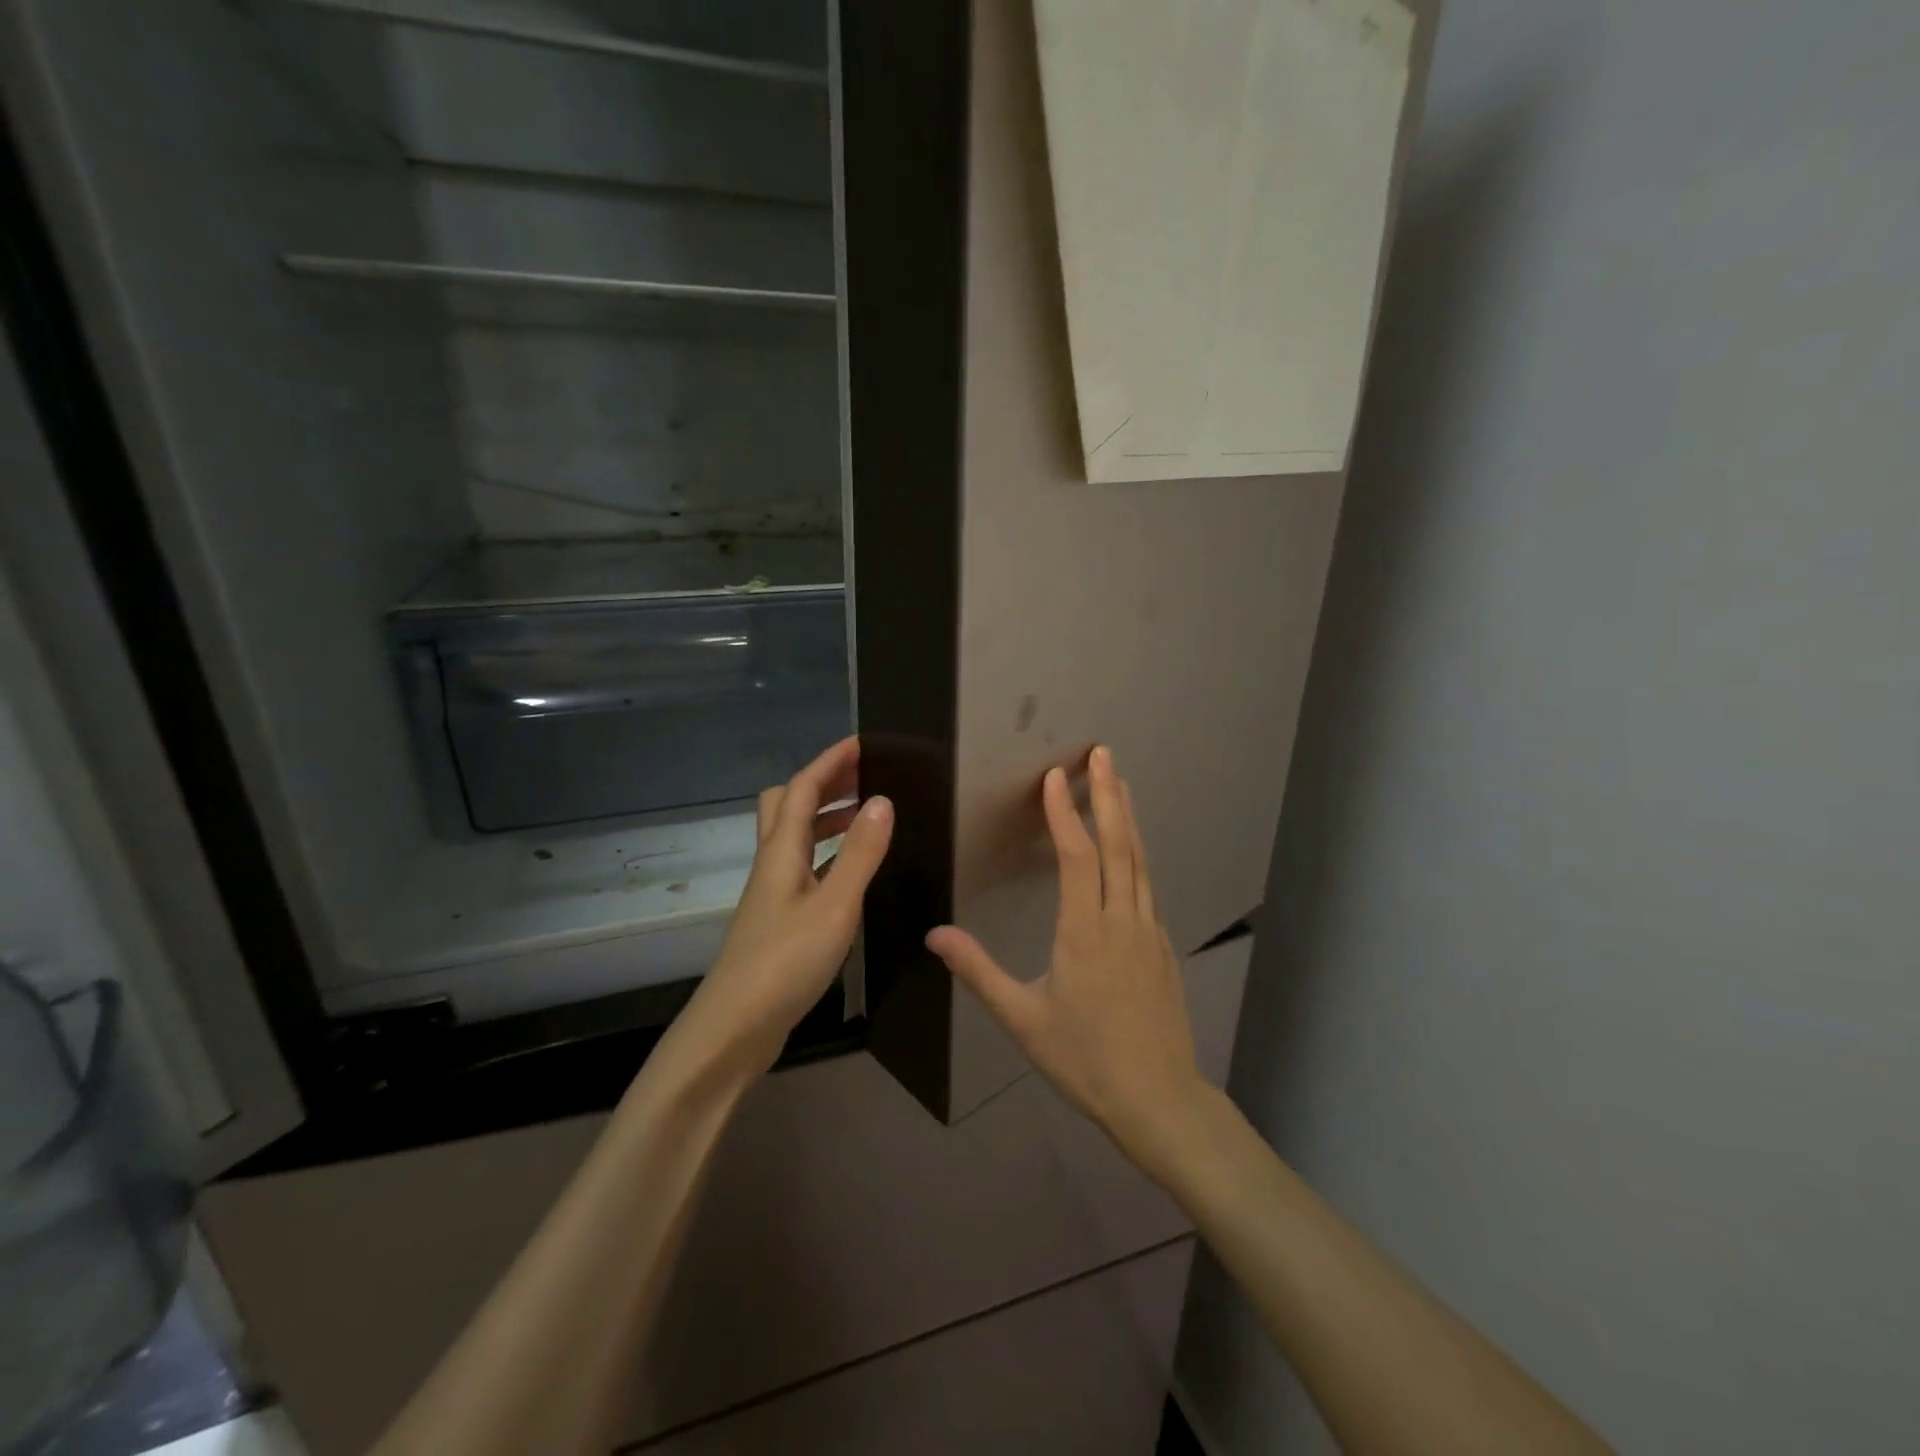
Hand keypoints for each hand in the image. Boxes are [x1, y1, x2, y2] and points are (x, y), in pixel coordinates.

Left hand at [681, 736, 892, 1074]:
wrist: (733, 1030)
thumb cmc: (784, 963)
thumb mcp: (834, 906)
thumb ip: (860, 854)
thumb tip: (882, 800)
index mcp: (780, 853)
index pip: (802, 788)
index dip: (831, 761)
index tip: (864, 742)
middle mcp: (771, 865)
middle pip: (787, 805)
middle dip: (824, 783)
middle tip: (865, 778)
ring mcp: (772, 895)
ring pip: (795, 838)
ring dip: (827, 819)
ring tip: (868, 818)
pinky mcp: (777, 921)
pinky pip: (804, 868)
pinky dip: (828, 855)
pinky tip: (852, 874)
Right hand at [926, 746, 1206, 1177]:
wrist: (1159, 1098)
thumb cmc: (1085, 1059)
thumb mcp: (1022, 1019)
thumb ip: (979, 971)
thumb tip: (935, 934)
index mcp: (1084, 932)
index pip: (1076, 856)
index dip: (1065, 812)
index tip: (1054, 777)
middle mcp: (1121, 919)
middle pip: (1118, 844)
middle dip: (1108, 794)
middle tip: (1103, 753)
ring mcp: (1148, 930)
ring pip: (1139, 861)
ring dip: (1128, 817)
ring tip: (1120, 782)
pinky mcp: (1162, 945)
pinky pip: (1148, 885)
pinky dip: (1138, 853)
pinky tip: (1133, 848)